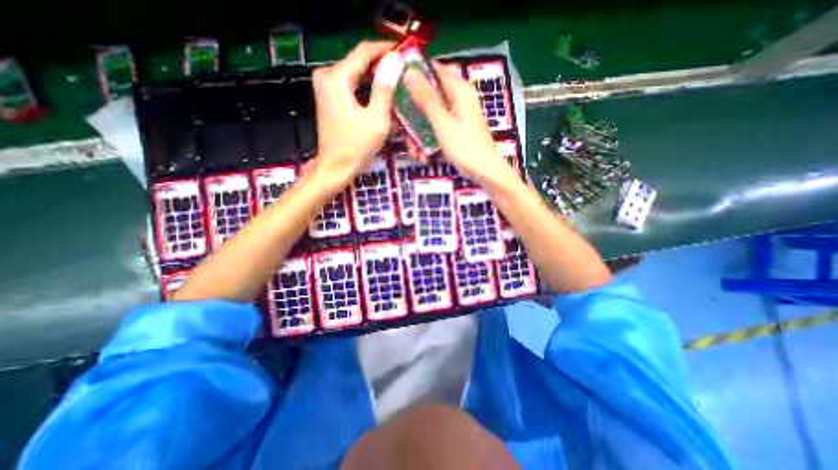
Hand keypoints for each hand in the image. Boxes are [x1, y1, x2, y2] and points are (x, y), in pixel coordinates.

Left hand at [311, 40, 402, 191]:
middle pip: (359, 61)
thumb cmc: (356, 147)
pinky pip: (351, 85)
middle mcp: (327, 76)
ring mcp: (326, 87)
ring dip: (375, 77)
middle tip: (404, 70)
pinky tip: (381, 94)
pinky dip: (366, 88)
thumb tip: (394, 61)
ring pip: (356, 73)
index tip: (405, 51)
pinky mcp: (329, 98)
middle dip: (381, 64)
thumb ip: (384, 89)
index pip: (364, 51)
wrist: (335, 167)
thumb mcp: (376, 119)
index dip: (385, 49)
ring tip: (397, 81)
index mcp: (337, 78)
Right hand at [404, 63, 514, 183]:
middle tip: (402, 128)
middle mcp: (458, 99)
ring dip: (418, 133)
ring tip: (414, 151)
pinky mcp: (455, 130)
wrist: (483, 171)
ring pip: (430, 116)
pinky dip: (428, 140)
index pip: (434, 70)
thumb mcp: (443, 122)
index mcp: (459, 90)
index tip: (397, 87)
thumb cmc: (465, 146)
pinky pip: (436, 129)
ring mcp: (456, 116)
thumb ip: (426, 98)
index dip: (415, 75)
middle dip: (413, 114)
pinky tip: (423, 155)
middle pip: (429, 96)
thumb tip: (409, 72)